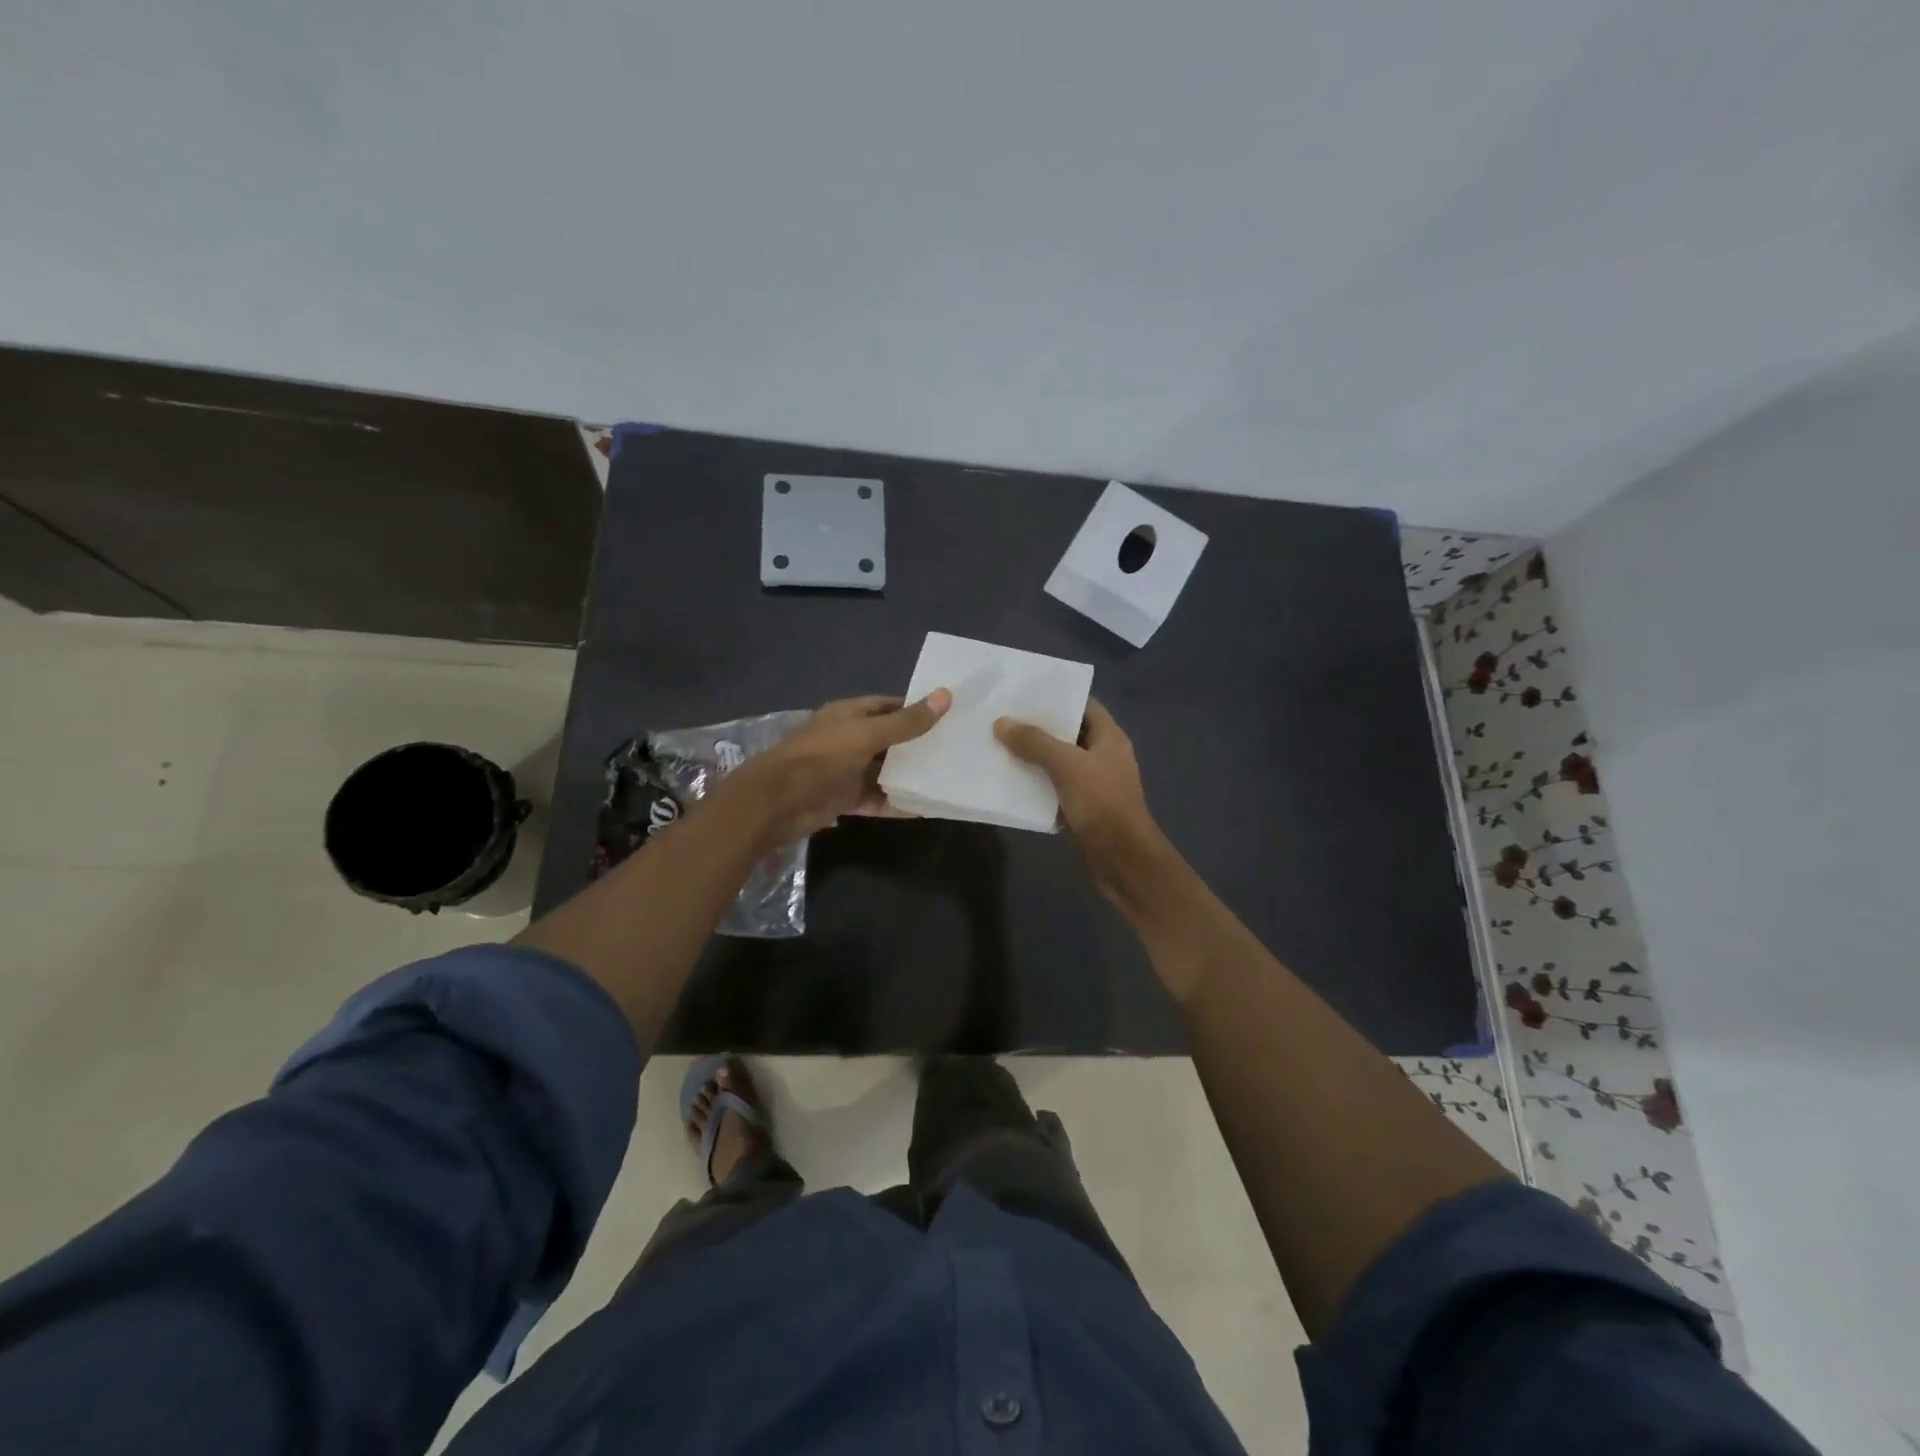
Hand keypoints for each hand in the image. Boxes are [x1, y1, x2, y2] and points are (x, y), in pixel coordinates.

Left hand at [726, 690, 951, 845]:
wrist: (777, 802)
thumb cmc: (822, 757)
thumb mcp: (868, 735)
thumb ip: (907, 722)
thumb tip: (946, 695)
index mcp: (849, 714)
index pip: (889, 706)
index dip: (916, 708)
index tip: (948, 715)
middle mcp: (848, 739)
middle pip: (888, 740)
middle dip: (917, 745)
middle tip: (956, 749)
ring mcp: (845, 770)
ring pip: (883, 771)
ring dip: (908, 775)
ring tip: (946, 778)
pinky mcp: (844, 799)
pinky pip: (876, 799)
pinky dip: (896, 803)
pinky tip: (924, 808)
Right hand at [994, 698, 1173, 908]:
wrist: (1123, 861)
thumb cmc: (1102, 804)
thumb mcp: (1067, 766)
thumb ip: (1035, 742)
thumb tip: (1002, 722)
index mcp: (1110, 738)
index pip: (1084, 705)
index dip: (1057, 697)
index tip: (1024, 693)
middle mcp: (1104, 756)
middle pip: (1069, 733)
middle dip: (1038, 727)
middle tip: (1003, 718)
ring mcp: (1094, 784)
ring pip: (1059, 762)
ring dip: (1034, 757)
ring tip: (999, 746)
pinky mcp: (1083, 809)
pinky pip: (1056, 789)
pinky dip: (1037, 784)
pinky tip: (1010, 781)